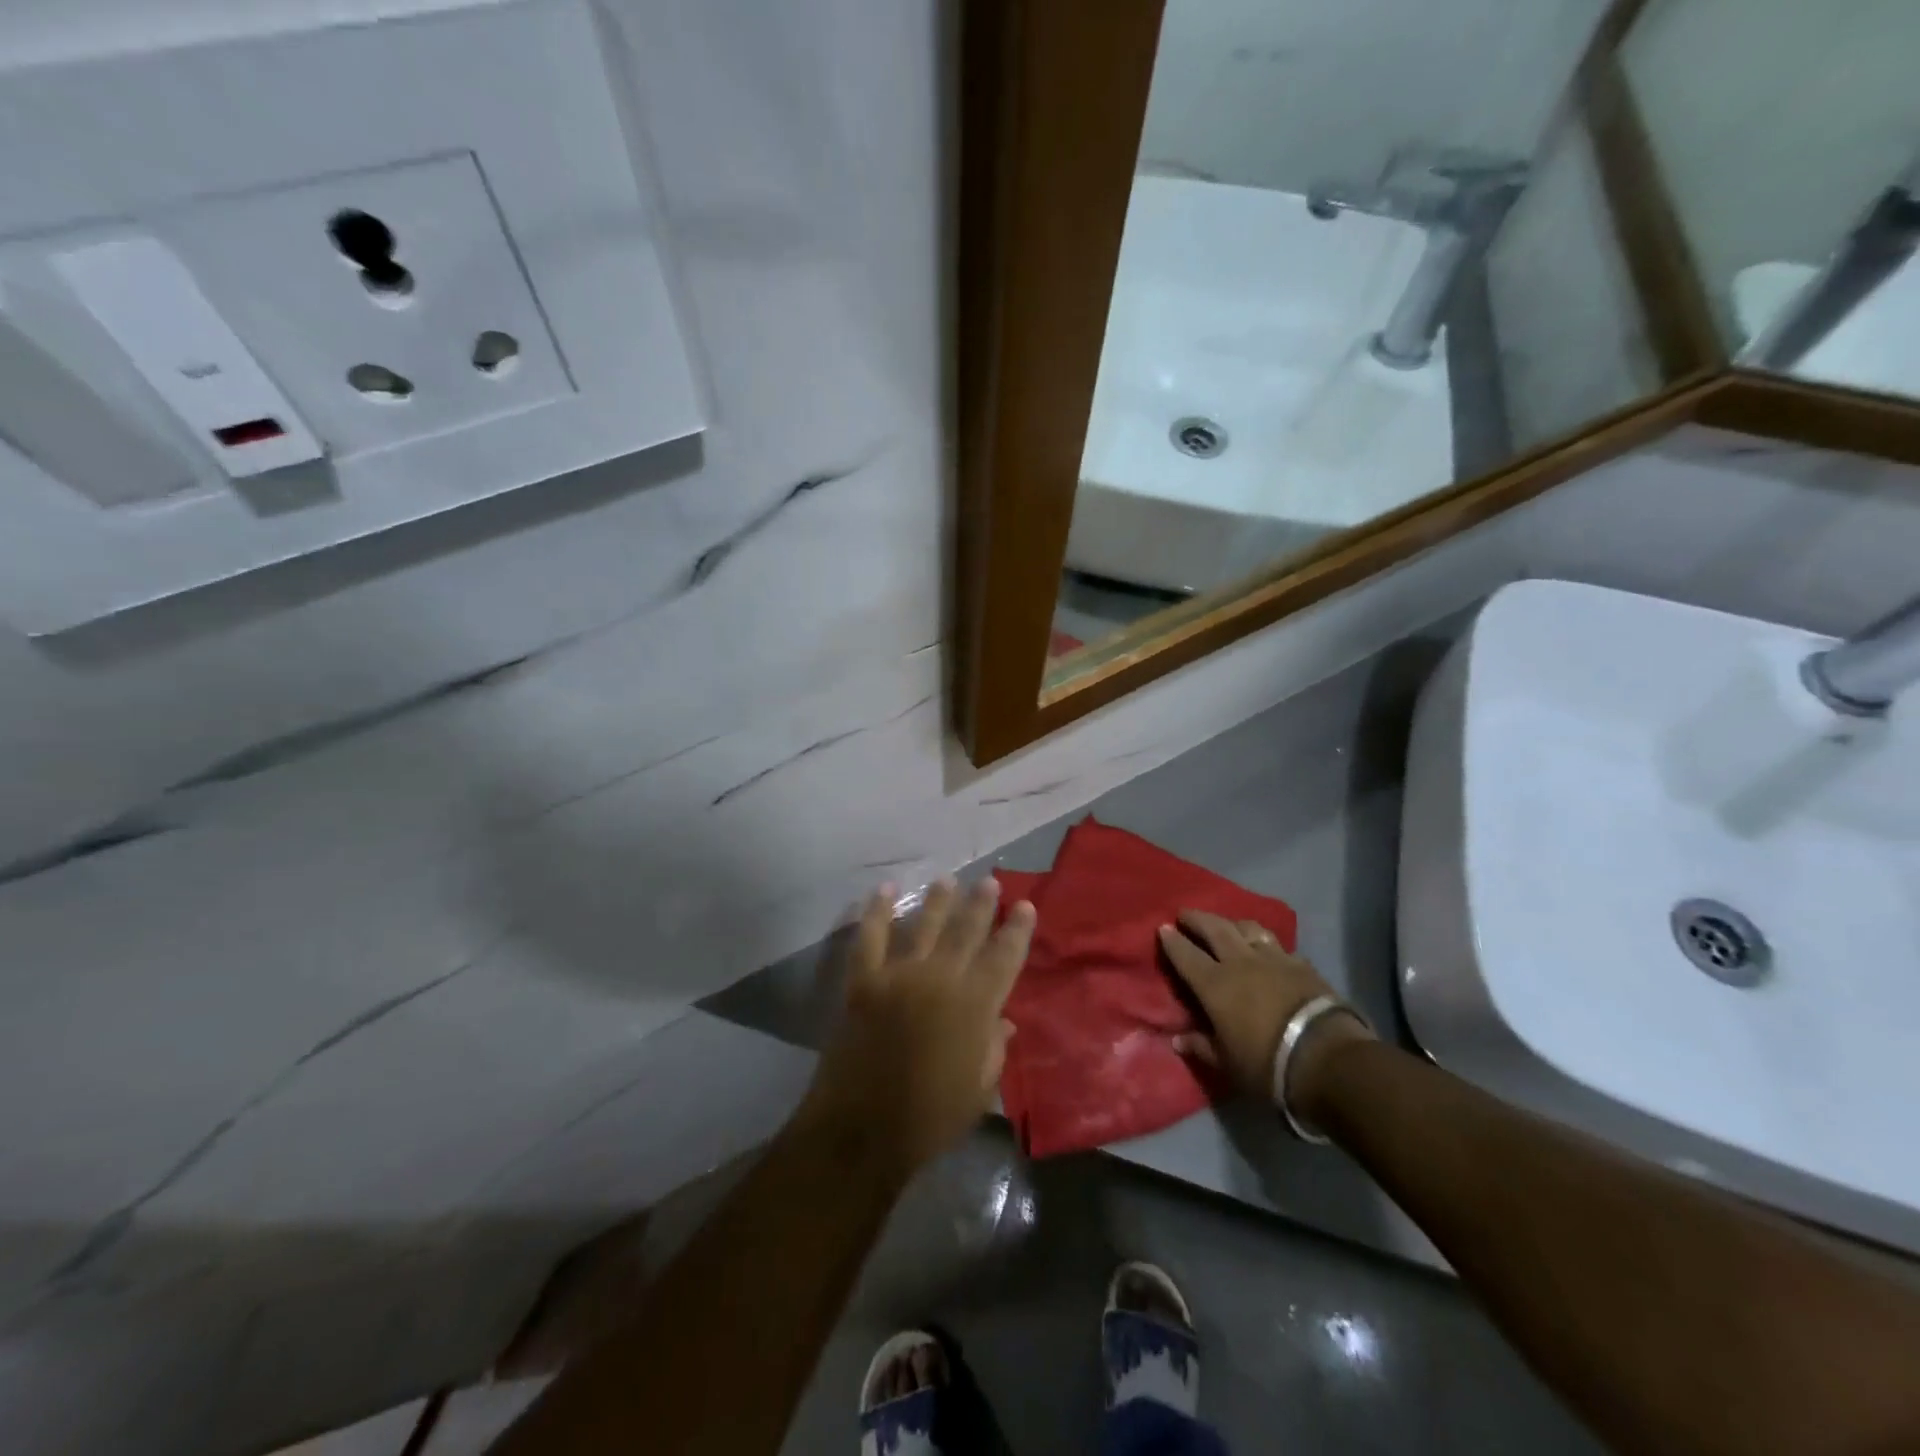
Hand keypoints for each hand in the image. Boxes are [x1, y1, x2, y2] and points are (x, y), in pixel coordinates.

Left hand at [800, 878, 1035, 1178]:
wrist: (863, 1130)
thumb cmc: (931, 1118)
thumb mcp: (979, 1090)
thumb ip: (994, 1049)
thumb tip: (1004, 1021)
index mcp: (976, 1007)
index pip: (1004, 957)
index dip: (1017, 930)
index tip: (1025, 905)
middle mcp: (941, 980)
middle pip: (966, 931)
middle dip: (980, 904)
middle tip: (989, 881)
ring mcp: (899, 976)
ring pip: (924, 926)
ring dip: (937, 900)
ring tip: (948, 879)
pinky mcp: (864, 982)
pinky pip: (871, 937)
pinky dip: (876, 911)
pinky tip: (884, 890)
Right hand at [1158, 911, 1372, 1108]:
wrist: (1326, 1057)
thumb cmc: (1266, 1063)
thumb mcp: (1227, 1063)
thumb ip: (1201, 1046)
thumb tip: (1177, 1040)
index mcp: (1214, 984)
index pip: (1186, 955)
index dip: (1172, 941)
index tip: (1162, 929)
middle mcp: (1240, 962)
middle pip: (1215, 929)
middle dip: (1196, 919)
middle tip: (1185, 914)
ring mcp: (1273, 959)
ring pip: (1248, 928)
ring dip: (1232, 923)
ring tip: (1227, 925)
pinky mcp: (1301, 964)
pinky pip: (1278, 945)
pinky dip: (1266, 943)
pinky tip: (1268, 949)